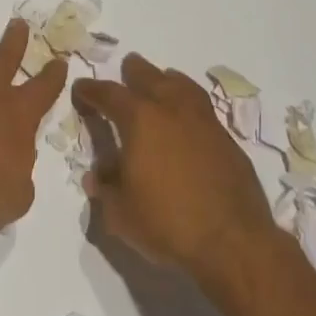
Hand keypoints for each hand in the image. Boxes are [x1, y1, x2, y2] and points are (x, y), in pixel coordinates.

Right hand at [74, 53, 282, 285]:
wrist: (234, 243)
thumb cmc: (168, 224)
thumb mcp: (121, 214)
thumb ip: (105, 189)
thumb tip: (96, 175)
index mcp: (140, 119)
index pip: (108, 93)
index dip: (91, 90)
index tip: (81, 90)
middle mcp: (170, 108)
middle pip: (148, 75)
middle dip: (132, 72)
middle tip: (125, 73)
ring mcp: (202, 120)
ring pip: (180, 84)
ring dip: (165, 80)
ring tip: (160, 81)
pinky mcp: (226, 138)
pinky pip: (201, 107)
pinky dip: (189, 104)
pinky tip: (187, 118)